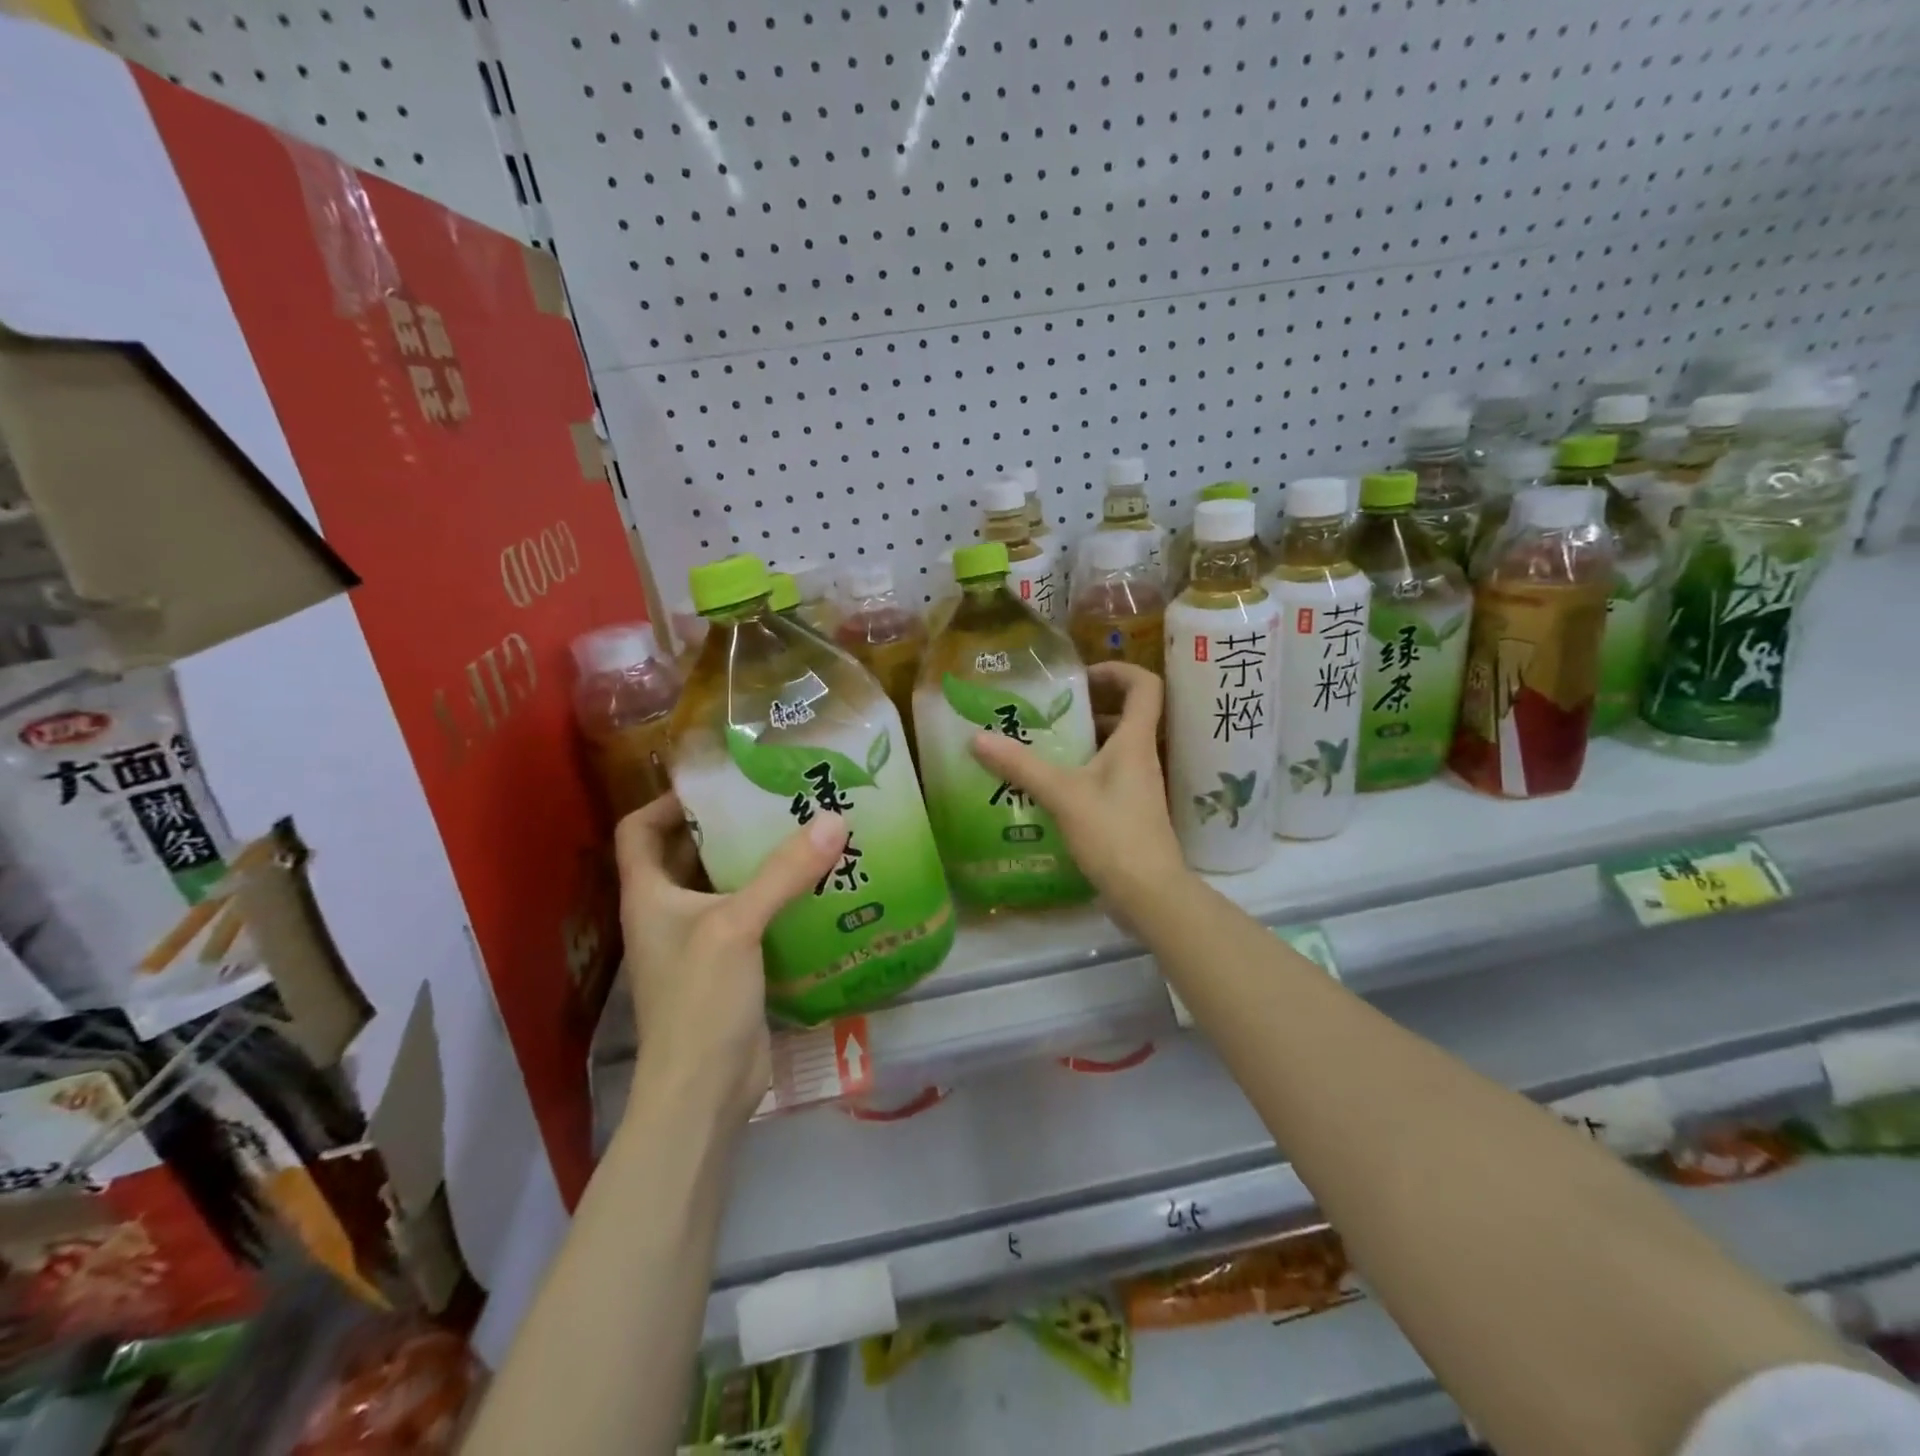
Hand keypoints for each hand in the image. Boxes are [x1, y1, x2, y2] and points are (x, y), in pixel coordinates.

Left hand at [614, 794, 850, 1124]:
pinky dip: (777, 900)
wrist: (703, 1091)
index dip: (668, 801)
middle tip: (778, 800)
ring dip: (759, 863)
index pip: (639, 830)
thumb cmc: (699, 1000)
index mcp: (649, 895)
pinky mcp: (731, 968)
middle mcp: (669, 913)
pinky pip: (753, 919)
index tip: (717, 782)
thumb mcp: (737, 926)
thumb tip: (833, 819)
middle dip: (728, 826)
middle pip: (690, 854)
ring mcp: (700, 943)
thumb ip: (784, 872)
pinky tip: (817, 888)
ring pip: (726, 887)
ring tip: (805, 833)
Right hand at [969, 662, 1188, 928]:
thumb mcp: (1063, 795)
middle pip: (1126, 716)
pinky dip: (1080, 773)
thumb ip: (1021, 766)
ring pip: (1112, 749)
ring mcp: (1137, 787)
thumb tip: (977, 738)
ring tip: (1040, 746)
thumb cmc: (1113, 834)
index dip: (1118, 670)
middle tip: (1048, 711)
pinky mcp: (1129, 812)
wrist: (1149, 895)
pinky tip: (1049, 788)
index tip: (1081, 677)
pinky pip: (1105, 778)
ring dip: (1082, 742)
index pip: (1145, 686)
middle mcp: (1141, 758)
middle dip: (1088, 707)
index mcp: (1135, 742)